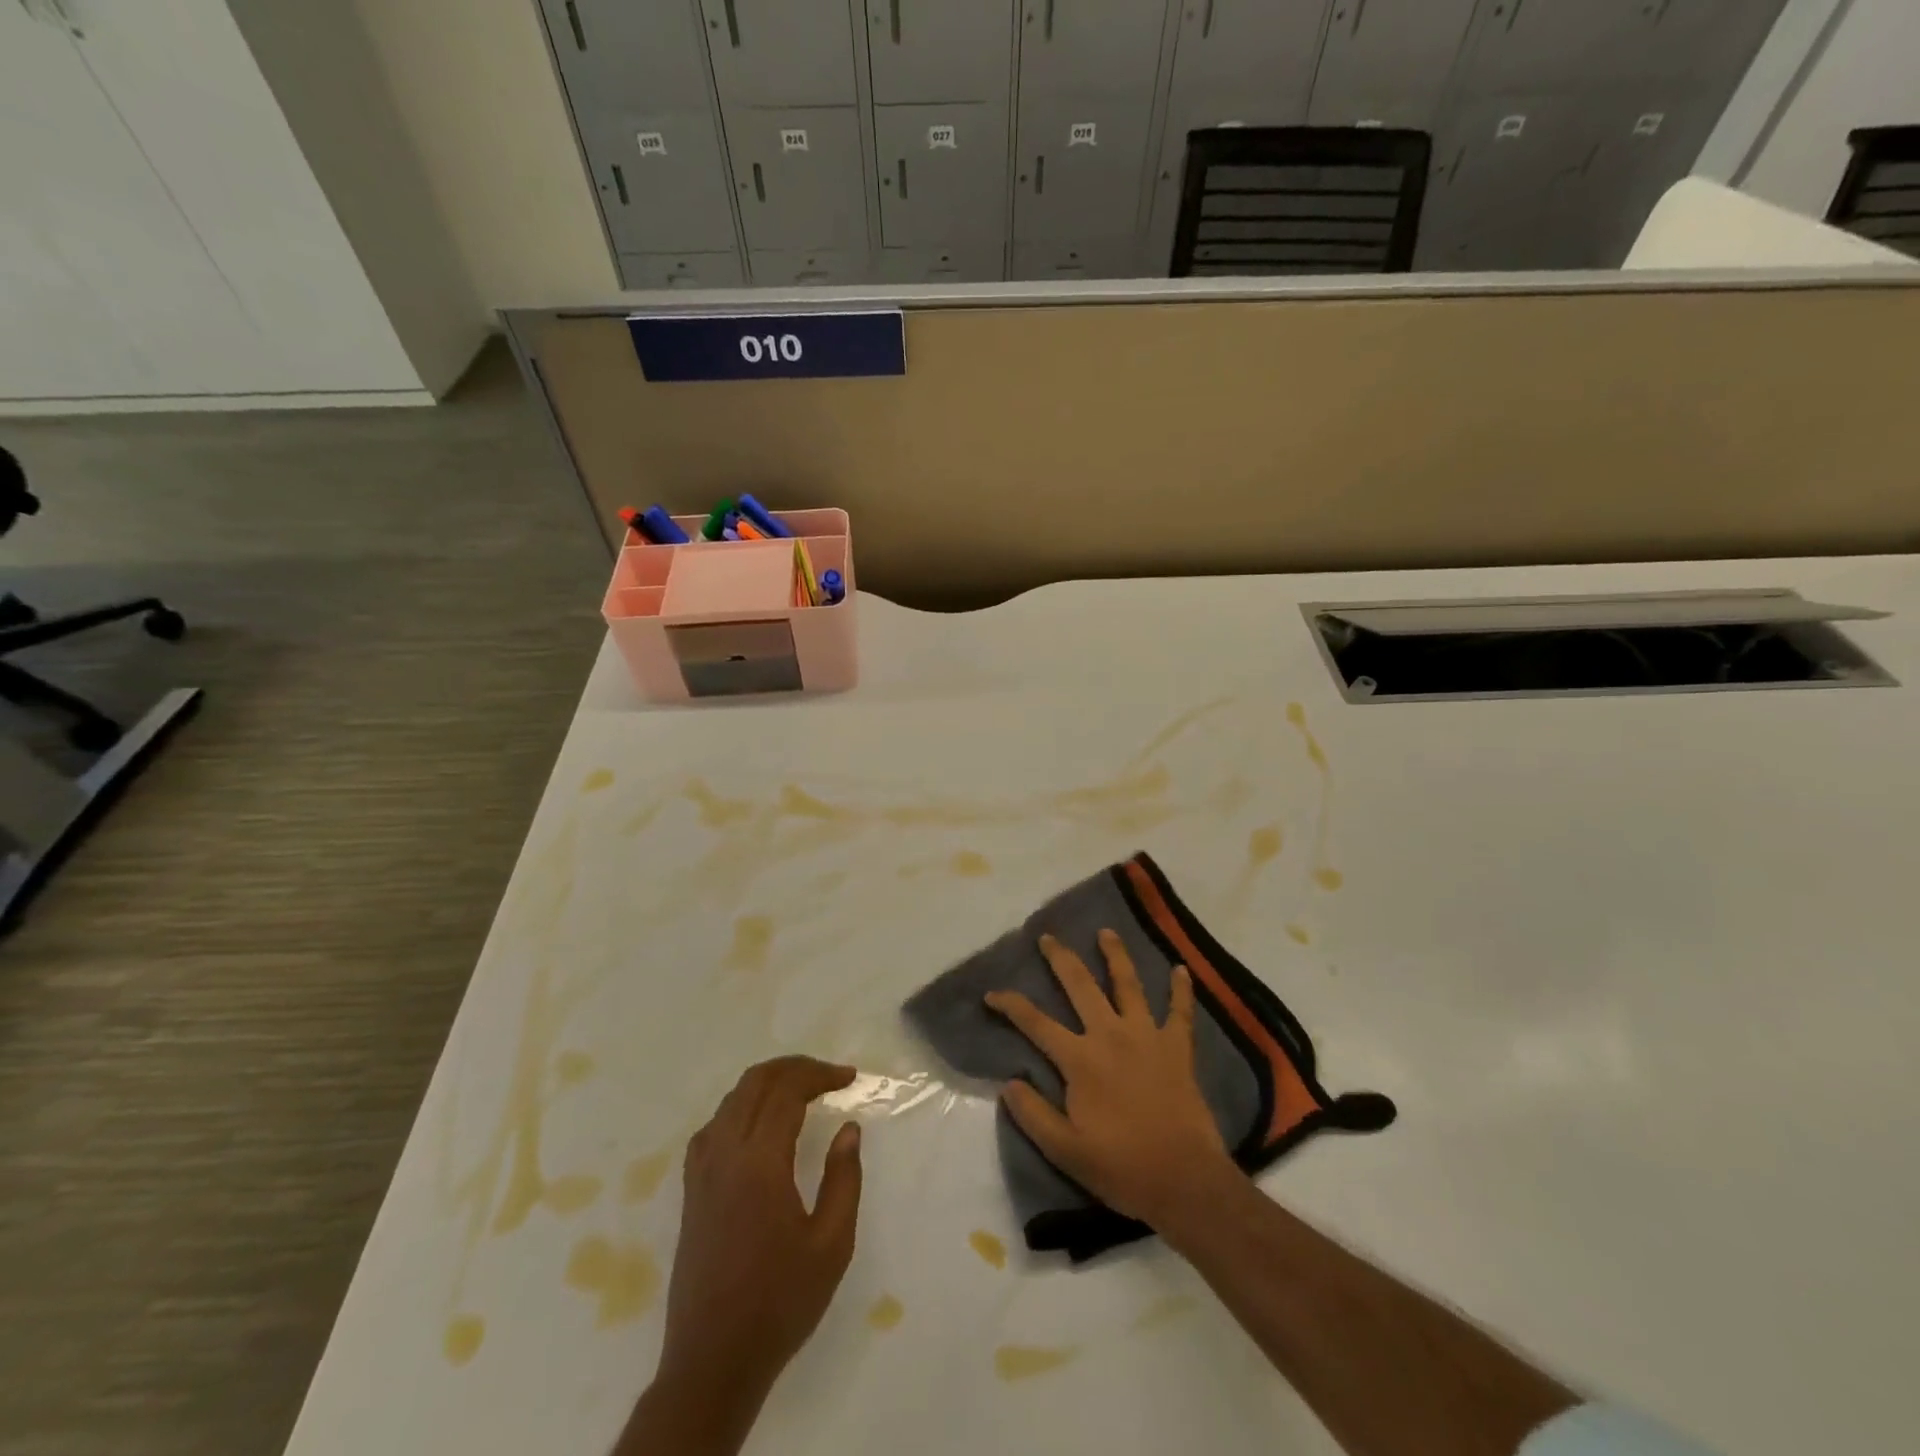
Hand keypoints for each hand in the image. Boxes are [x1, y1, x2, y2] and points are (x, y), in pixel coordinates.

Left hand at [643, 1057, 862, 1447]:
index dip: (820, 1075)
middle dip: (794, 1068)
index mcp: (759, 1163)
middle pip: (755, 1083)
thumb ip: (844, 1178)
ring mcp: (701, 1171)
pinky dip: (740, 1108)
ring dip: (767, 1083)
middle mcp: (724, 1155)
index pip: (787, 1092)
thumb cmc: (780, 1302)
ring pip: (731, 1100)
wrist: (713, 1361)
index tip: (850, 1078)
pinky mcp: (691, 1190)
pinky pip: (714, 1126)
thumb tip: (848, 1128)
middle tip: (829, 1076)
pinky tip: (757, 1125)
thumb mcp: (831, 1244)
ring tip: (801, 1091)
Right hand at [986, 929, 1236, 1233]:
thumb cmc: (1122, 1168)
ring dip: (1115, 955)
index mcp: (1080, 1059)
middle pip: (1080, 985)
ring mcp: (1147, 1036)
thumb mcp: (1065, 1150)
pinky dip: (1181, 990)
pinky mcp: (1178, 1048)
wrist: (1185, 1181)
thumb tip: (1008, 1082)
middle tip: (1048, 937)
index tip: (991, 994)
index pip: (1035, 1022)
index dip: (1010, 1005)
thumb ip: (1033, 1114)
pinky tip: (1182, 969)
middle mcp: (1110, 1035)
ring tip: (1106, 932)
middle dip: (1061, 958)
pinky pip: (1180, 1012)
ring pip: (1128, 984)